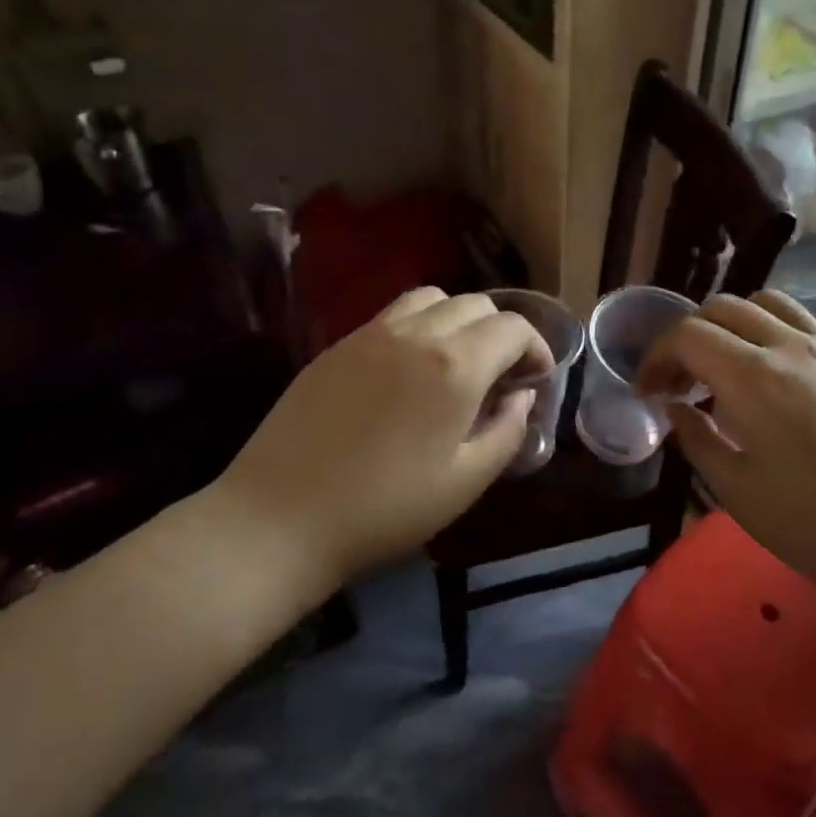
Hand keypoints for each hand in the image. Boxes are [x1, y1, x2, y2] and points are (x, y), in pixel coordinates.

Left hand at [214, 288, 549, 583]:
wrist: (280, 518)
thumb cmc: (385, 509)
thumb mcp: (465, 482)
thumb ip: (507, 431)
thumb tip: (522, 397)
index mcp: (454, 366)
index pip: (512, 327)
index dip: (535, 348)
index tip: (535, 381)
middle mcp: (415, 334)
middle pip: (475, 304)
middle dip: (501, 333)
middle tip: (500, 377)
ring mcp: (369, 335)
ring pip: (431, 298)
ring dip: (457, 321)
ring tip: (455, 365)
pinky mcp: (337, 346)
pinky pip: (391, 316)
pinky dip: (418, 327)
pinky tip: (408, 372)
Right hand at [637, 290, 815, 605]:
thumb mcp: (736, 491)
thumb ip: (696, 440)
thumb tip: (676, 409)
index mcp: (754, 378)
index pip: (688, 335)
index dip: (657, 357)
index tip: (649, 392)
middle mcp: (792, 347)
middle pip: (723, 308)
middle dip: (689, 338)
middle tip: (681, 383)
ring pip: (767, 304)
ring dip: (732, 326)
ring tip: (726, 370)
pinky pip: (804, 325)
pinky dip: (771, 335)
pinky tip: (774, 382)